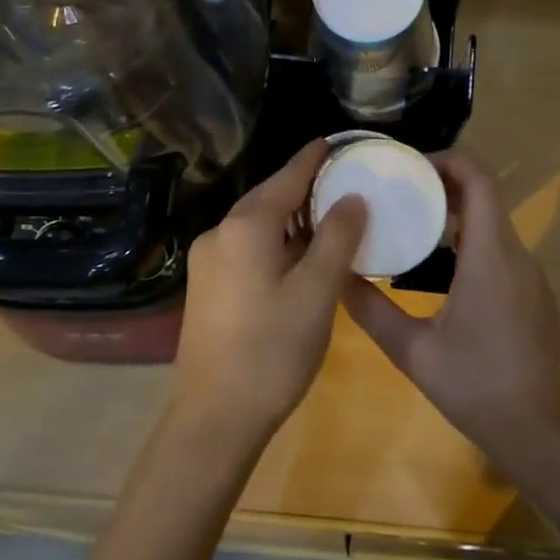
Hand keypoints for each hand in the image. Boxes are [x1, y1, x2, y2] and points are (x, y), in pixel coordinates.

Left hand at [171, 139, 372, 449]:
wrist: (213, 418)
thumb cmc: (272, 350)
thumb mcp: (317, 292)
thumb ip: (337, 238)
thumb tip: (353, 198)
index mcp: (246, 226)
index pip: (288, 177)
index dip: (315, 158)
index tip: (337, 141)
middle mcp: (220, 232)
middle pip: (270, 196)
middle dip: (306, 187)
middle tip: (345, 181)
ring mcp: (208, 260)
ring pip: (258, 224)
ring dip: (292, 217)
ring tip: (329, 217)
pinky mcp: (206, 286)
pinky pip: (247, 246)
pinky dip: (276, 241)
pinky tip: (298, 256)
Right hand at [343, 151, 559, 466]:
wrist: (541, 433)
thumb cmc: (476, 387)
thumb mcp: (413, 351)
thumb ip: (372, 310)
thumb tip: (336, 277)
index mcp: (490, 257)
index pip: (479, 180)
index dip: (447, 159)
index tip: (408, 164)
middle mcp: (516, 254)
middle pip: (485, 194)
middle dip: (444, 181)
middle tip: (399, 188)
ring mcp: (530, 273)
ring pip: (494, 219)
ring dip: (456, 209)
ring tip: (411, 218)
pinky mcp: (532, 291)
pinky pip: (500, 245)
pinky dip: (470, 235)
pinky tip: (440, 261)